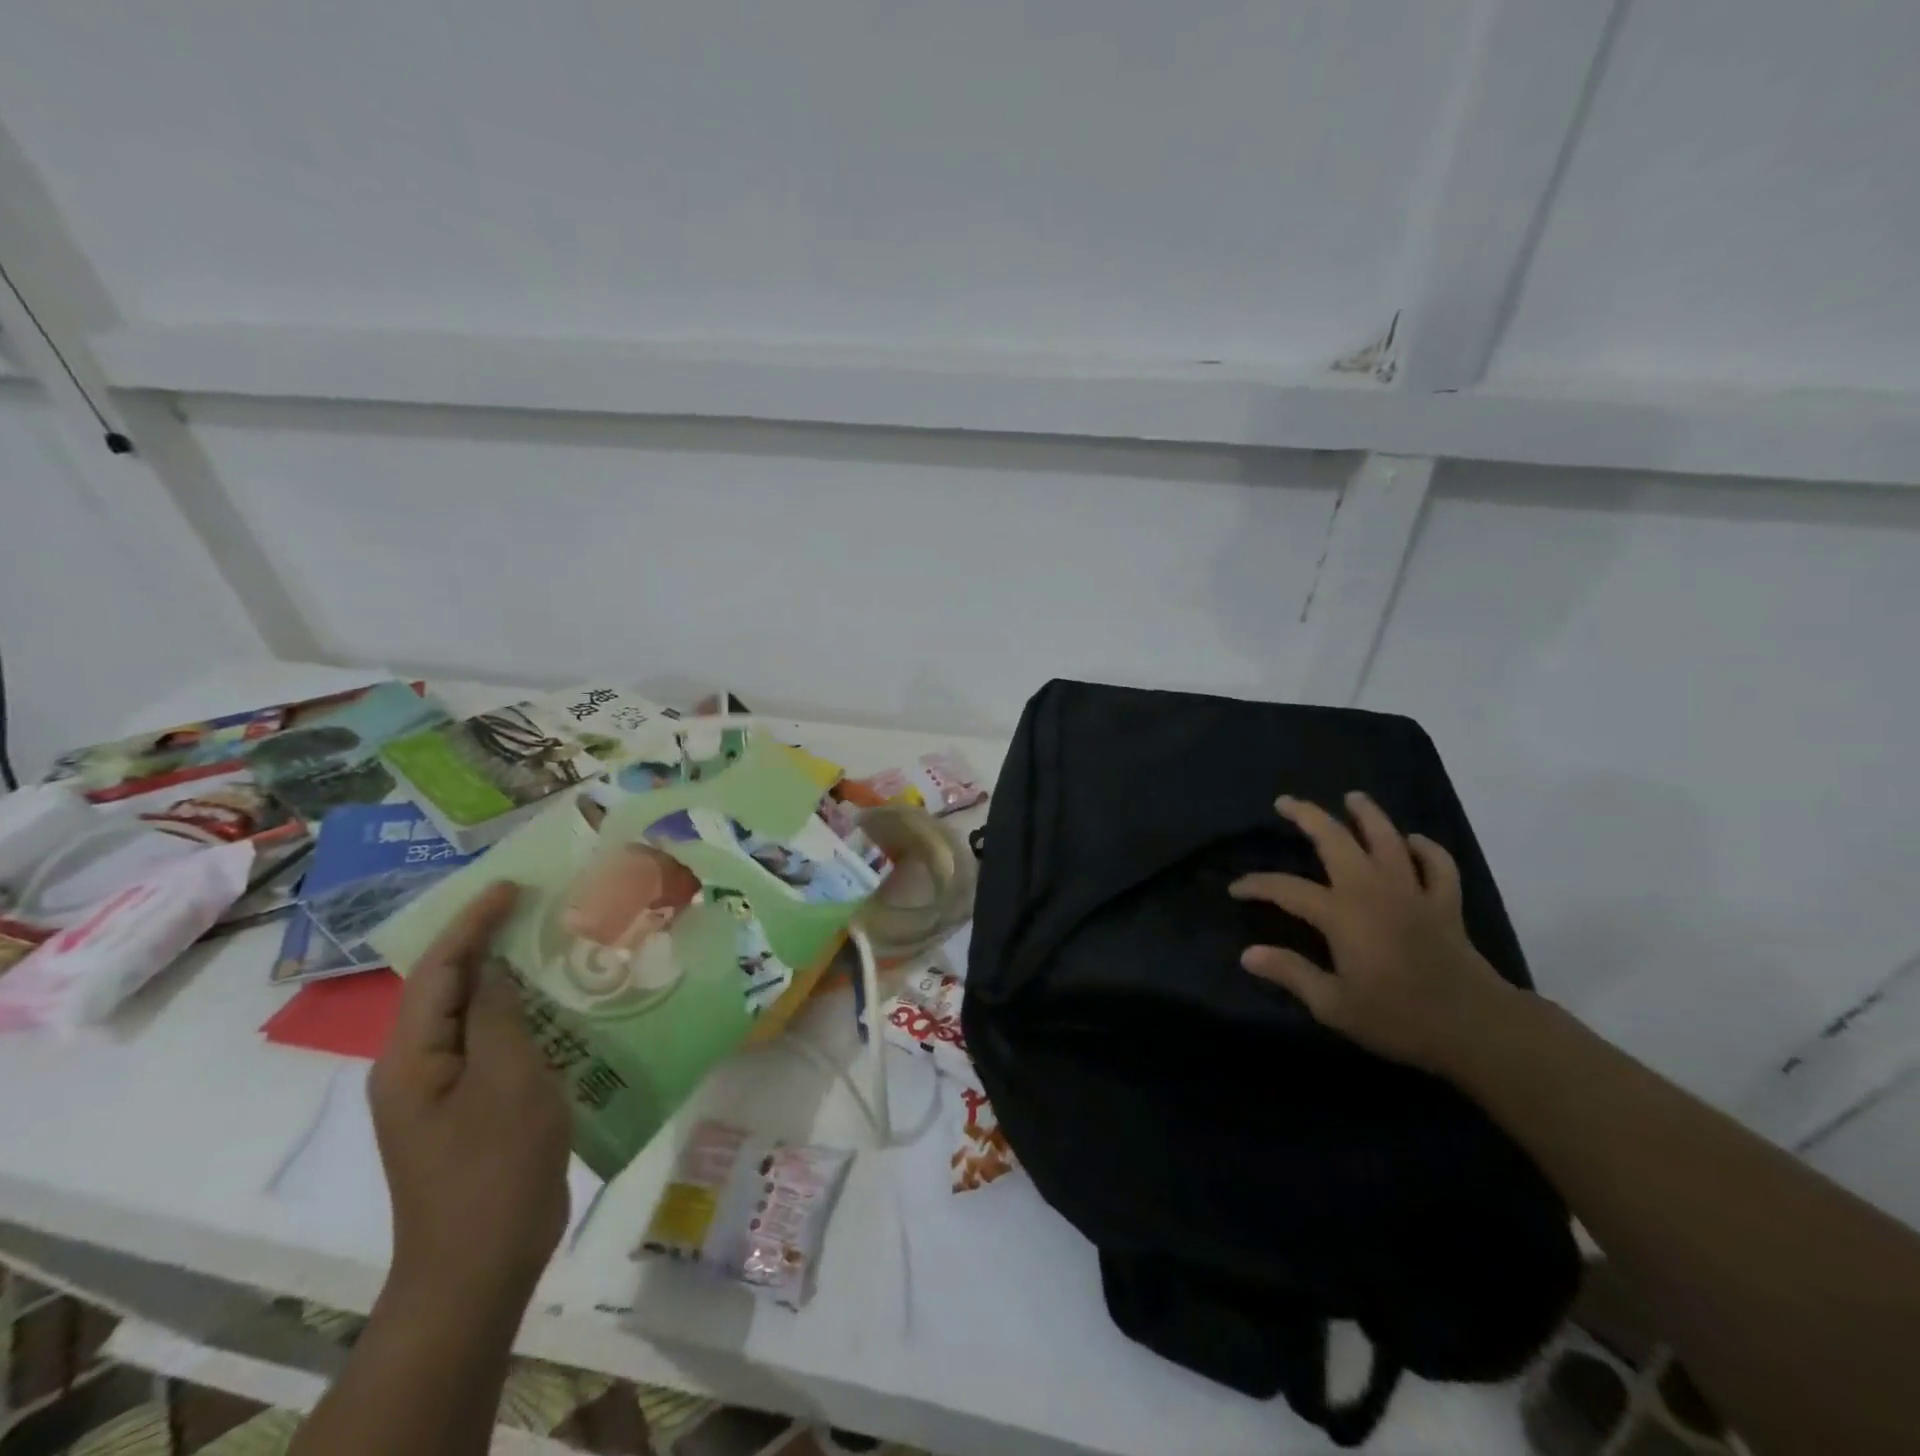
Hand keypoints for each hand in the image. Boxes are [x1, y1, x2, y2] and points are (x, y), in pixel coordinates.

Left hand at [368, 882, 571, 1304]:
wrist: (481, 1267)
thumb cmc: (494, 1167)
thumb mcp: (506, 1080)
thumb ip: (499, 1017)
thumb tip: (497, 968)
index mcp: (412, 1057)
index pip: (438, 969)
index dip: (473, 921)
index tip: (513, 885)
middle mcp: (419, 1067)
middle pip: (451, 987)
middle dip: (489, 942)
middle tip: (538, 907)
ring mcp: (447, 1091)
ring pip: (477, 1015)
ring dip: (512, 978)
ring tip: (557, 945)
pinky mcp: (476, 1109)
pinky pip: (497, 1045)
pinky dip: (527, 1016)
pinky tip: (565, 1007)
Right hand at [1229, 792, 1512, 1076]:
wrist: (1476, 1028)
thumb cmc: (1398, 1018)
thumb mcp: (1334, 1005)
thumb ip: (1291, 973)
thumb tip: (1248, 954)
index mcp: (1342, 915)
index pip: (1287, 889)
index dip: (1257, 885)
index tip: (1236, 889)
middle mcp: (1373, 891)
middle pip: (1336, 840)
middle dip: (1307, 816)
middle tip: (1286, 802)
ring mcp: (1412, 893)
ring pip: (1388, 839)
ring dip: (1368, 815)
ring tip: (1353, 798)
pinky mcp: (1444, 904)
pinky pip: (1438, 865)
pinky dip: (1426, 849)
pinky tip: (1414, 842)